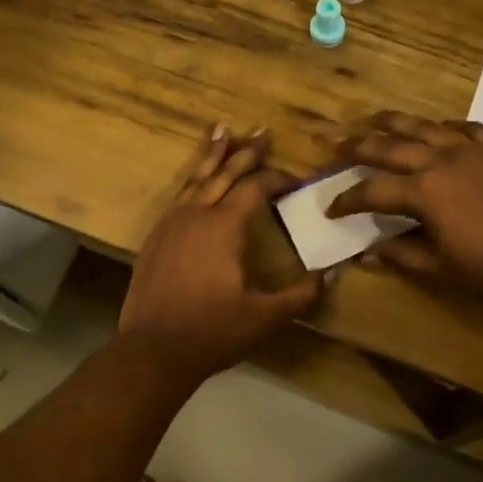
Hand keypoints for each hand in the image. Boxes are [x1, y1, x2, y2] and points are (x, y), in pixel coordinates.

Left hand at [121, 126, 323, 382]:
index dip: (277, 179)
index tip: (296, 180)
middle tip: (262, 132)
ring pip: (195, 179)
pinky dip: (191, 181)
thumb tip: (330, 275)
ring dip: (212, 155)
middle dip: (245, 152)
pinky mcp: (154, 239)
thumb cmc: (212, 332)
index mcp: (223, 227)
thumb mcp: (265, 317)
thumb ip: (300, 295)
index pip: (255, 188)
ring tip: (222, 132)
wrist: (152, 350)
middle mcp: (195, 215)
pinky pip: (177, 197)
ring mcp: (169, 225)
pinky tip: (194, 182)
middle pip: (223, 173)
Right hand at [326, 111, 482, 314]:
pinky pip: (466, 128)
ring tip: (372, 118)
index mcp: (423, 192)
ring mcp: (473, 149)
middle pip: (388, 145)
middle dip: (354, 144)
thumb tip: (367, 254)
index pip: (372, 191)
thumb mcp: (441, 270)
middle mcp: (442, 160)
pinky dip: (444, 127)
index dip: (346, 200)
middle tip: (330, 141)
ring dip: (393, 122)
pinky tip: (438, 129)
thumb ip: (401, 256)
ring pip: (424, 126)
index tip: (329, 209)